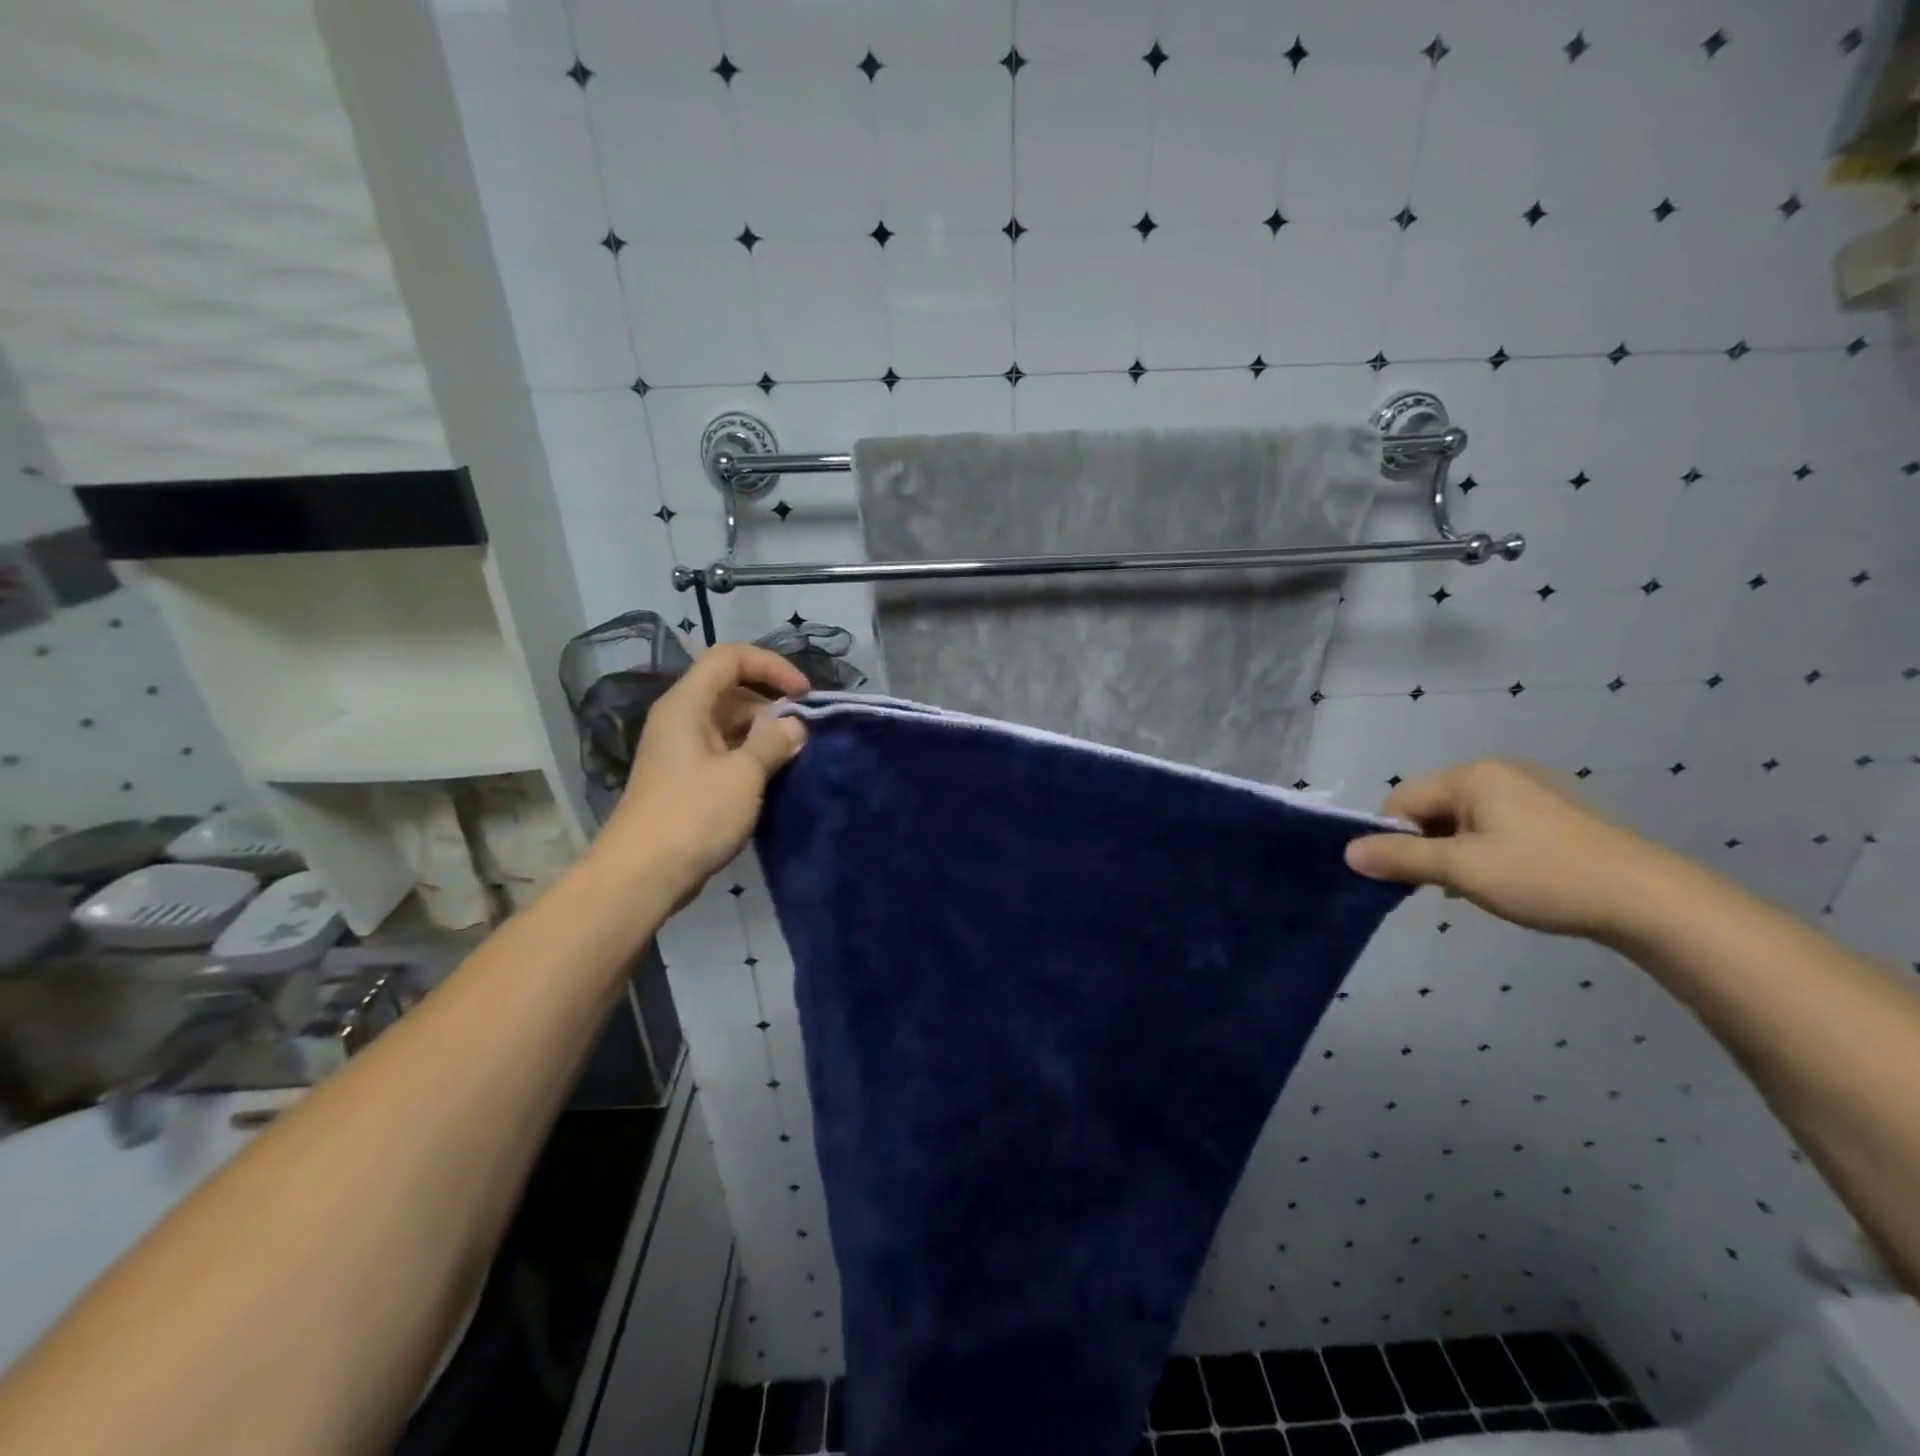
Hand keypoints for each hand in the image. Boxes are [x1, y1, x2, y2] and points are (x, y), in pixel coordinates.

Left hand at [594, 644, 810, 905]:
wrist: (641, 875)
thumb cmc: (693, 816)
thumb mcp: (743, 775)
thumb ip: (774, 742)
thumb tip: (795, 727)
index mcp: (687, 705)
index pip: (730, 658)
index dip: (771, 666)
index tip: (803, 695)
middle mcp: (681, 719)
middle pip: (731, 689)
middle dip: (772, 703)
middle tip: (805, 731)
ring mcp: (681, 750)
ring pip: (730, 723)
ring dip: (764, 733)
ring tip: (796, 756)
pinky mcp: (686, 779)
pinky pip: (724, 751)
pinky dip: (751, 756)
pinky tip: (774, 777)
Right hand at [1343, 760, 1677, 940]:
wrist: (1649, 901)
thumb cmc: (1544, 877)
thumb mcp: (1461, 869)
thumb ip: (1400, 858)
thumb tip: (1347, 853)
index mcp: (1471, 776)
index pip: (1401, 801)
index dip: (1392, 839)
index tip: (1404, 878)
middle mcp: (1496, 773)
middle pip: (1429, 809)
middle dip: (1424, 847)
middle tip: (1440, 886)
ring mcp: (1527, 793)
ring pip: (1460, 822)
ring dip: (1452, 854)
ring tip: (1472, 888)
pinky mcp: (1550, 816)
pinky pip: (1491, 829)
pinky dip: (1481, 854)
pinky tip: (1499, 882)